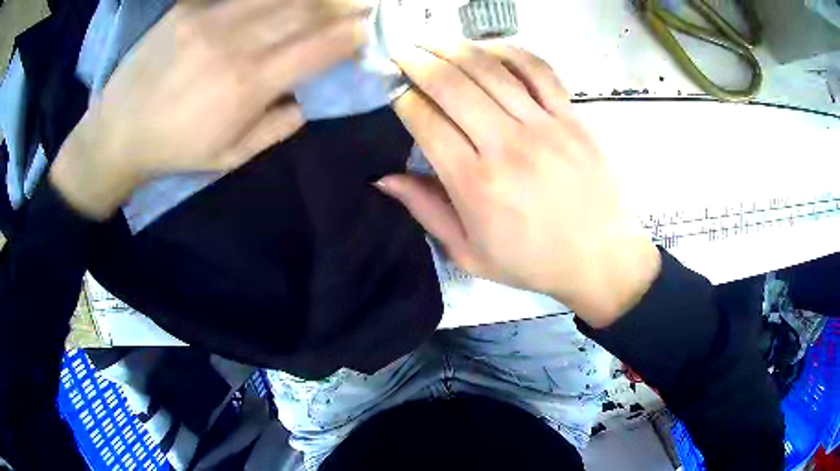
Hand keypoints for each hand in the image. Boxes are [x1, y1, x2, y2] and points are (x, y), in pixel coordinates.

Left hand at [50, 0, 369, 219]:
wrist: (118, 132)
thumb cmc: (174, 149)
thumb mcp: (229, 157)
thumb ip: (275, 129)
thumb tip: (307, 102)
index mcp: (248, 86)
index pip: (318, 49)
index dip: (350, 36)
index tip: (366, 30)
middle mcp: (235, 44)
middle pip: (305, 11)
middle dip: (342, 5)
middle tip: (359, 4)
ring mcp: (210, 19)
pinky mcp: (188, 8)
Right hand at [379, 44, 660, 326]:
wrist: (600, 257)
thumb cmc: (532, 261)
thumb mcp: (469, 254)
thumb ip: (426, 211)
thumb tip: (383, 178)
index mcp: (475, 183)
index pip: (425, 121)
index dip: (402, 98)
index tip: (391, 88)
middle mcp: (506, 145)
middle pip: (451, 85)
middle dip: (417, 62)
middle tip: (400, 51)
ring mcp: (544, 125)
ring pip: (489, 69)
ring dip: (453, 47)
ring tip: (431, 39)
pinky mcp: (572, 116)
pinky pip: (538, 70)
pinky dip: (509, 51)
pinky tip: (488, 47)